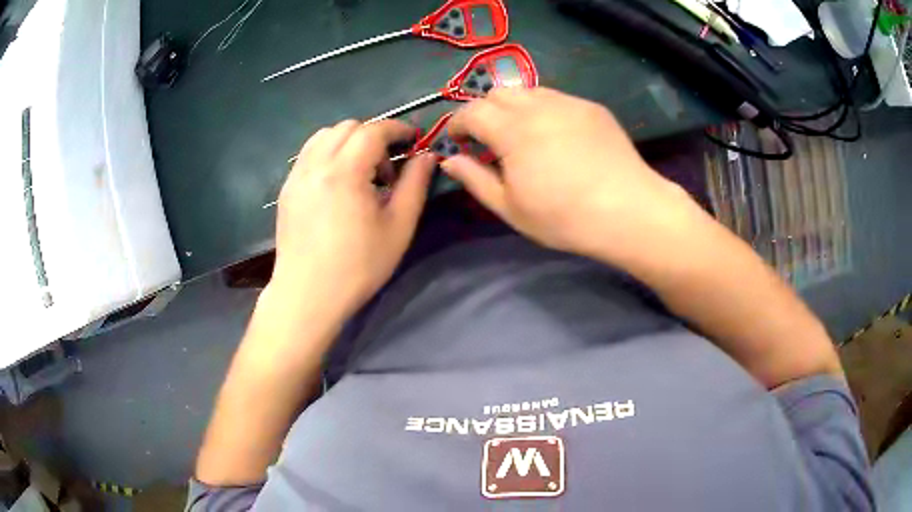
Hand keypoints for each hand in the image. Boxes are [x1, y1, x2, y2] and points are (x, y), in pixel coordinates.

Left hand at [272, 119, 435, 317]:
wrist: (308, 295)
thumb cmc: (358, 266)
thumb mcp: (398, 227)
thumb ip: (415, 184)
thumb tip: (428, 156)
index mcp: (344, 171)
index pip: (373, 130)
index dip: (397, 130)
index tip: (413, 141)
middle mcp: (316, 164)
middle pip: (348, 127)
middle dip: (373, 136)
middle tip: (387, 168)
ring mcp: (296, 175)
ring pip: (324, 136)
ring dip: (349, 141)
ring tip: (361, 172)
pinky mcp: (287, 189)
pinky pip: (309, 154)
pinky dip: (329, 154)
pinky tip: (338, 183)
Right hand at [442, 87, 690, 260]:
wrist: (628, 211)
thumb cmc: (565, 217)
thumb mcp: (510, 208)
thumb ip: (475, 179)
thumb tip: (450, 160)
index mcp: (512, 130)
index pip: (472, 112)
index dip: (458, 124)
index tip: (458, 140)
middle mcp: (538, 106)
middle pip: (498, 93)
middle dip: (484, 111)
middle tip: (488, 138)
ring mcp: (569, 103)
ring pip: (528, 91)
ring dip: (514, 107)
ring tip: (522, 135)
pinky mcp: (592, 108)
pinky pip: (557, 99)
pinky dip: (544, 110)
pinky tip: (557, 136)